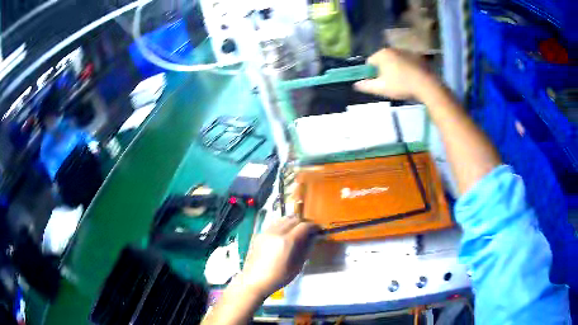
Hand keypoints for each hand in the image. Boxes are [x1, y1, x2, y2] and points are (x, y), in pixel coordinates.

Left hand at [239, 217, 318, 297]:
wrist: (254, 281)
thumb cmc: (279, 277)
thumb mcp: (297, 266)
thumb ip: (306, 249)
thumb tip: (313, 237)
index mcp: (287, 241)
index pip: (304, 226)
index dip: (314, 226)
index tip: (319, 230)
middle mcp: (276, 232)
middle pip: (293, 219)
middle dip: (304, 222)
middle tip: (309, 230)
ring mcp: (266, 232)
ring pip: (282, 219)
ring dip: (292, 222)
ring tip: (297, 230)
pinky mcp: (259, 234)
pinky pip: (274, 224)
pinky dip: (282, 225)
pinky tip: (284, 235)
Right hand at [354, 48, 436, 99]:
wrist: (426, 85)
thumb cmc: (401, 85)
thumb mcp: (381, 88)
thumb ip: (366, 86)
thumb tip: (356, 84)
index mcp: (382, 54)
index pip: (370, 62)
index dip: (371, 74)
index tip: (378, 83)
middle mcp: (393, 49)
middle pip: (383, 60)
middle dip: (384, 71)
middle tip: (390, 84)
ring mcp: (406, 51)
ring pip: (395, 61)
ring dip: (395, 69)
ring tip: (402, 83)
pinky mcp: (418, 57)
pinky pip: (407, 62)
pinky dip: (406, 69)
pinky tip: (411, 80)